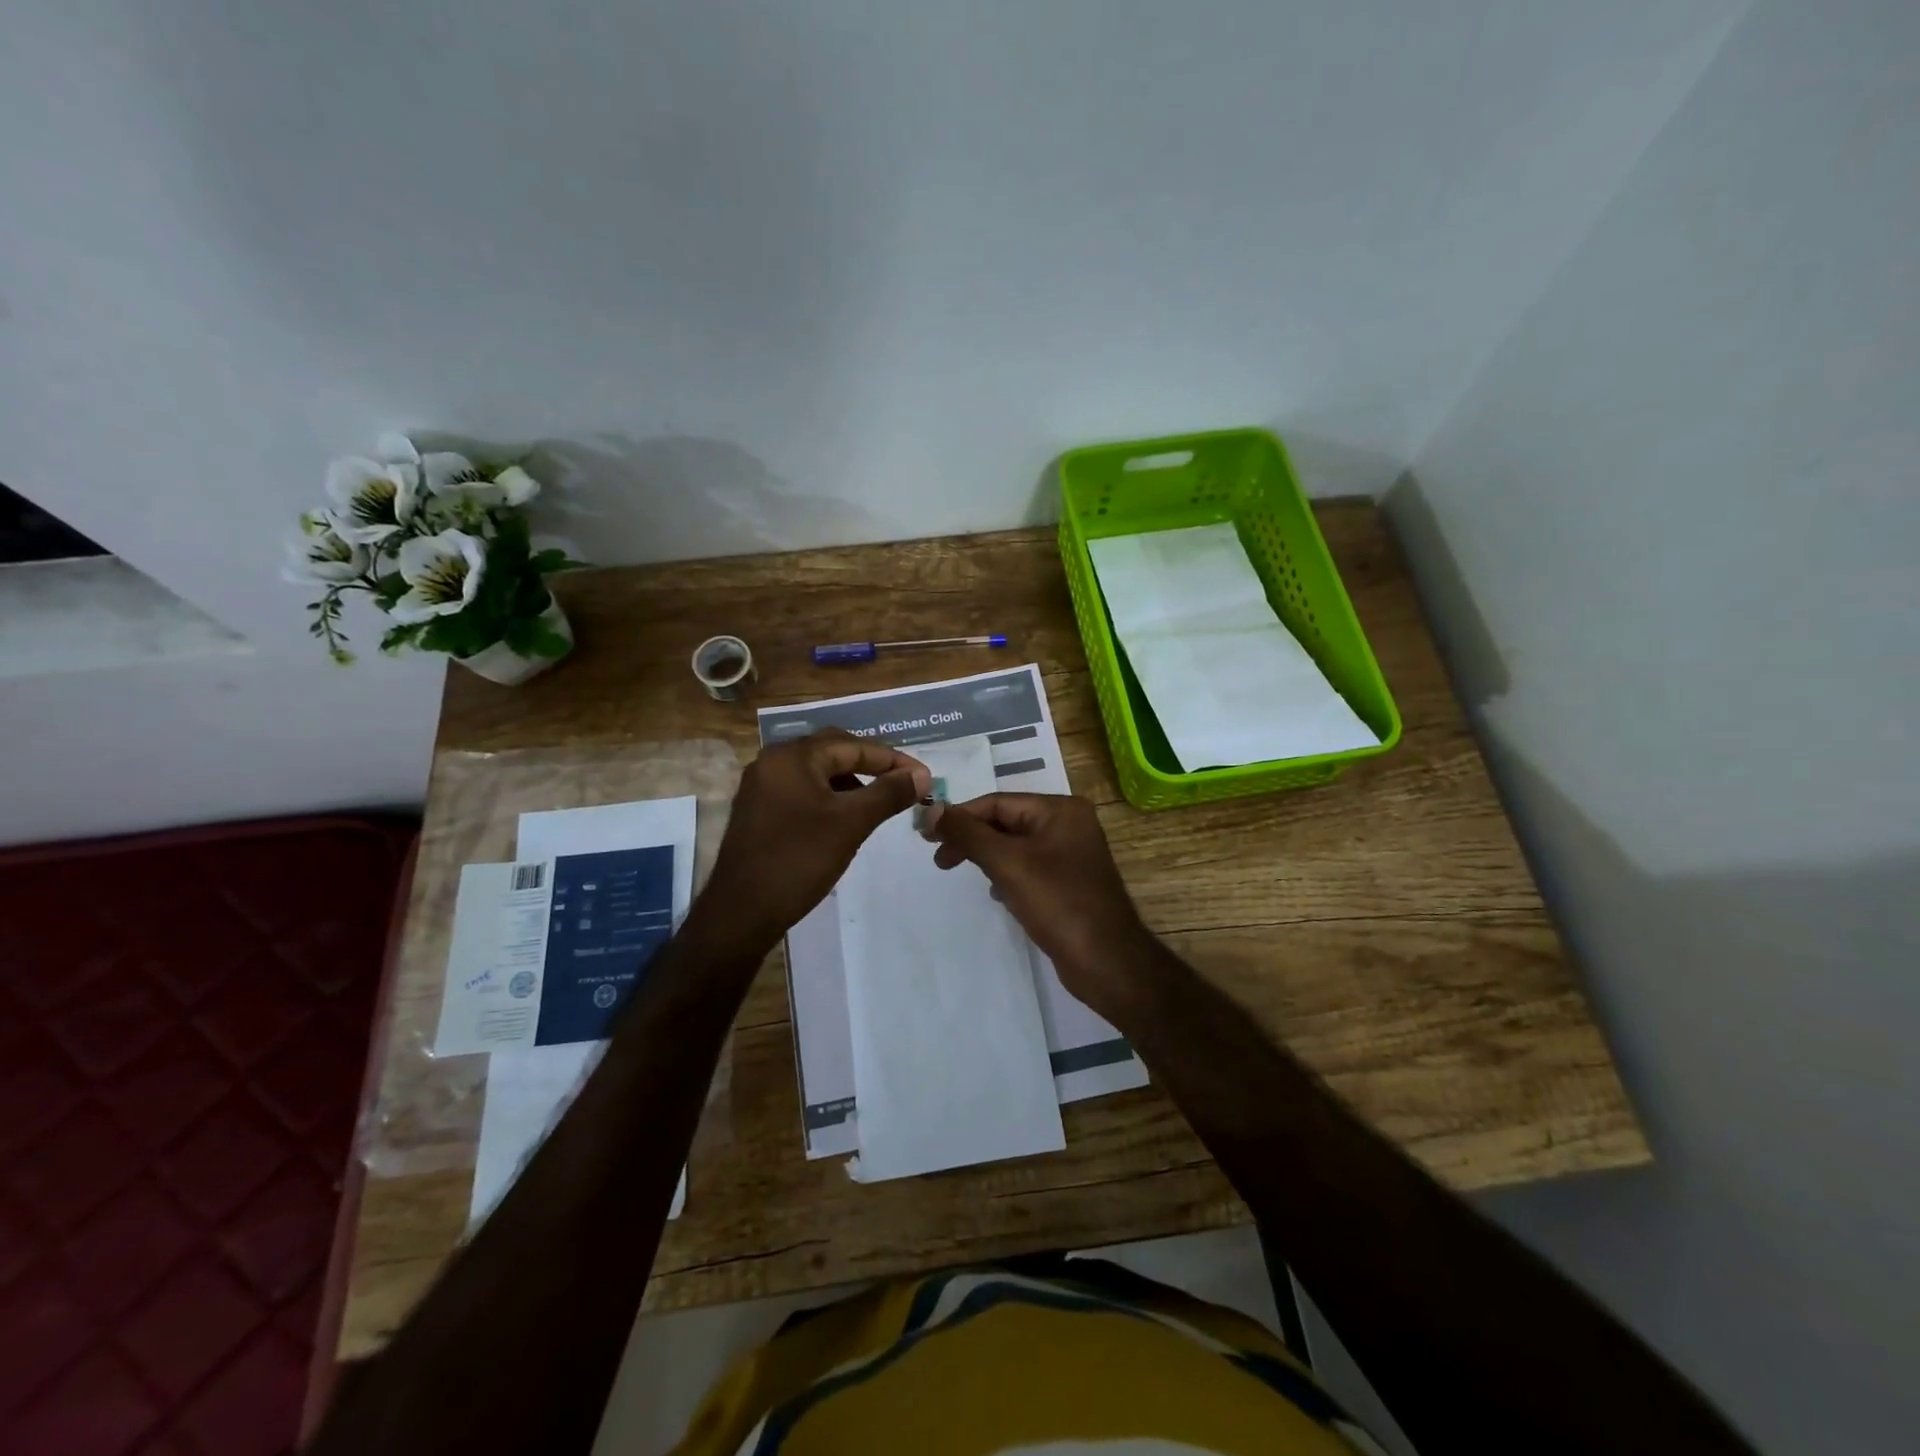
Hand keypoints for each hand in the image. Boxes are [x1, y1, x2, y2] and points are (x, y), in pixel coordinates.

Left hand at [696, 729, 930, 951]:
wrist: (741, 912)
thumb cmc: (799, 860)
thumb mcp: (851, 823)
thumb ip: (888, 793)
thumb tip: (922, 776)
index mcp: (792, 757)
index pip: (852, 745)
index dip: (892, 760)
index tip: (924, 777)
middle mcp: (772, 762)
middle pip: (832, 751)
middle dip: (871, 764)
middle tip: (904, 782)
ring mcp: (762, 787)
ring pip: (817, 772)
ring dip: (851, 781)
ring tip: (879, 801)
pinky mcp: (759, 810)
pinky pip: (803, 790)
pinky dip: (830, 797)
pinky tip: (846, 817)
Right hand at [926, 792, 1159, 1020]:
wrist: (1107, 962)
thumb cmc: (1058, 904)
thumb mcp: (1007, 864)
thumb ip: (968, 834)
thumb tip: (931, 810)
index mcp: (1060, 810)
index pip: (998, 802)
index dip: (960, 816)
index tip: (926, 836)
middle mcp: (1068, 825)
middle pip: (1006, 822)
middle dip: (971, 839)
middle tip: (939, 859)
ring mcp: (1071, 854)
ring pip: (1015, 846)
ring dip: (986, 857)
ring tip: (960, 872)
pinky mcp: (1068, 882)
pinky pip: (1027, 868)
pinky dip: (1006, 875)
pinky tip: (997, 893)